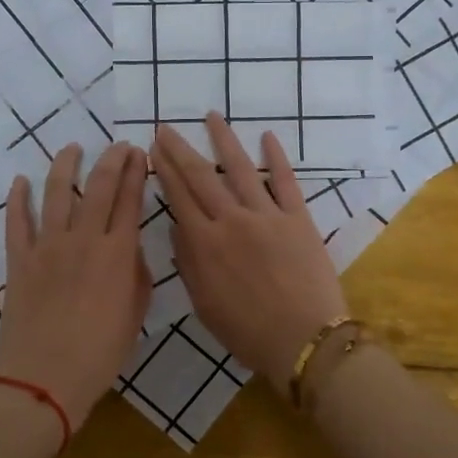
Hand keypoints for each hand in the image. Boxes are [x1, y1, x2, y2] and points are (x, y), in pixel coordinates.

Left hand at [0, 142, 149, 429]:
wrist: (43, 379)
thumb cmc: (99, 354)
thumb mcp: (134, 316)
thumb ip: (136, 277)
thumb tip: (129, 251)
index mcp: (117, 253)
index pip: (129, 200)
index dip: (135, 172)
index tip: (139, 153)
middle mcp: (83, 239)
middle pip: (98, 186)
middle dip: (111, 160)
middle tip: (118, 146)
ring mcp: (47, 247)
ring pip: (56, 193)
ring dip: (65, 166)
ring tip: (72, 149)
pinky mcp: (19, 260)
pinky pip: (17, 222)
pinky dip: (17, 199)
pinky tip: (20, 181)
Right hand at [150, 114, 348, 396]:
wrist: (304, 340)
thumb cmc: (249, 332)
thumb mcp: (205, 305)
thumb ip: (189, 264)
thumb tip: (178, 228)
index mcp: (206, 244)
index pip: (179, 197)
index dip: (164, 170)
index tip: (153, 149)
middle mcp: (232, 220)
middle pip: (201, 177)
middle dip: (180, 149)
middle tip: (166, 127)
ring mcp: (267, 216)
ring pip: (240, 169)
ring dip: (224, 140)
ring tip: (212, 116)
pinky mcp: (298, 218)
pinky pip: (285, 181)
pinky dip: (276, 157)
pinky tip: (267, 136)